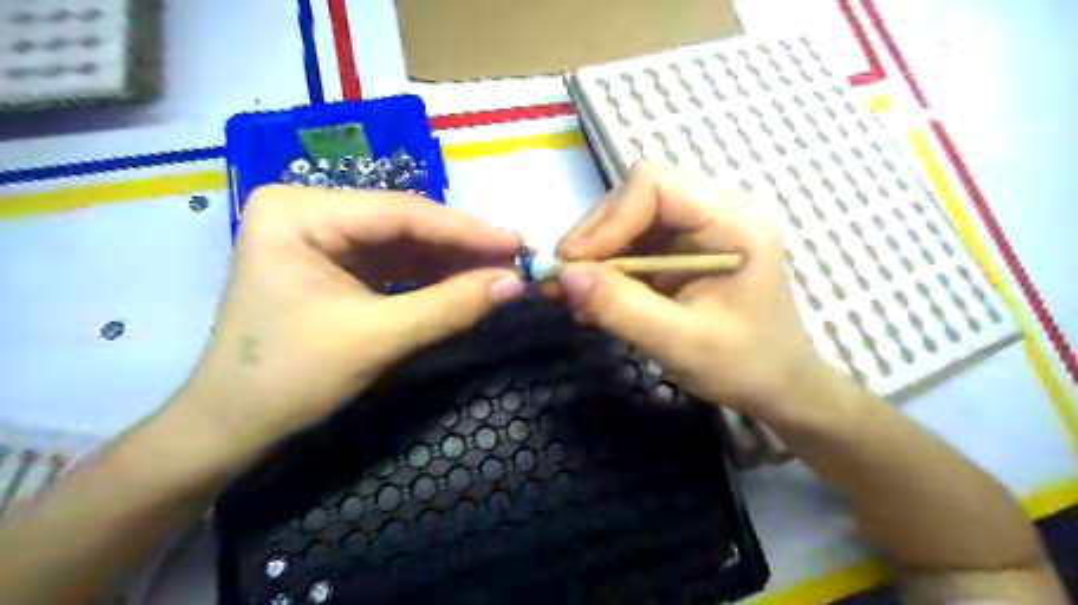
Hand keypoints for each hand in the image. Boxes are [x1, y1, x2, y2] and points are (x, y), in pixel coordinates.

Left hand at [172, 188, 525, 454]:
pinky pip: (394, 263)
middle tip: (517, 257)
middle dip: (462, 246)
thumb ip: (450, 306)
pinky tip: (467, 280)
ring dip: (452, 260)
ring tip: (502, 270)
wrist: (232, 428)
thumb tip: (516, 283)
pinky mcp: (334, 264)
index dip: (466, 230)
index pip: (399, 213)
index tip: (518, 242)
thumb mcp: (377, 338)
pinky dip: (432, 276)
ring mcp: (321, 237)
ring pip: (404, 243)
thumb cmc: (289, 379)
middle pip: (403, 224)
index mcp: (298, 212)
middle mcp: (308, 211)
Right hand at [561, 163, 822, 422]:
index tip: (574, 265)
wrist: (775, 386)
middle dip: (594, 241)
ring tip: (574, 300)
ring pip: (626, 223)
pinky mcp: (679, 251)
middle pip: (634, 199)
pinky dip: (605, 273)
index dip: (607, 220)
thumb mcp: (680, 342)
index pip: (654, 186)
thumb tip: (564, 276)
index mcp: (731, 221)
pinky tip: (592, 303)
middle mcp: (712, 212)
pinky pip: (631, 248)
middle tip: (563, 284)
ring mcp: (694, 231)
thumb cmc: (743, 365)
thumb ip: (623, 307)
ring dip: (594, 260)